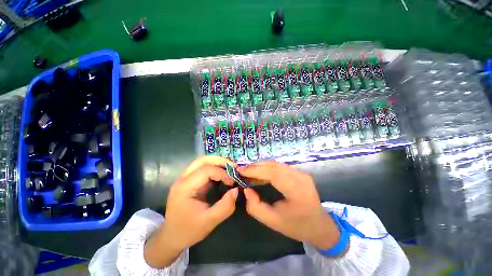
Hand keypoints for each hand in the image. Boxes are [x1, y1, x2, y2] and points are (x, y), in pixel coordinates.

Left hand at [144, 156, 237, 267]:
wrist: (171, 237)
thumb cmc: (188, 230)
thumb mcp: (209, 222)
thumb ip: (225, 206)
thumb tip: (236, 190)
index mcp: (185, 187)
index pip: (206, 170)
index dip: (222, 173)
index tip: (232, 182)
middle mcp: (183, 178)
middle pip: (203, 160)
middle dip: (220, 161)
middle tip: (233, 167)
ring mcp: (185, 178)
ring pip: (202, 161)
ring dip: (217, 162)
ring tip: (229, 168)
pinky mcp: (189, 181)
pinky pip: (202, 168)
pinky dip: (214, 168)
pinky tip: (222, 173)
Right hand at [238, 162, 340, 251]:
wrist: (320, 225)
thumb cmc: (297, 226)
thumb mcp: (273, 221)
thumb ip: (256, 207)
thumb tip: (246, 189)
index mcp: (297, 191)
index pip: (273, 174)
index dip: (256, 170)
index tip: (241, 170)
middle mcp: (301, 178)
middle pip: (274, 166)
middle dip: (256, 166)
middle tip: (242, 170)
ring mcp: (301, 173)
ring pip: (277, 165)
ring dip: (261, 166)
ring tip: (249, 171)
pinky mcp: (300, 173)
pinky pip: (280, 167)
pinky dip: (268, 168)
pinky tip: (261, 172)